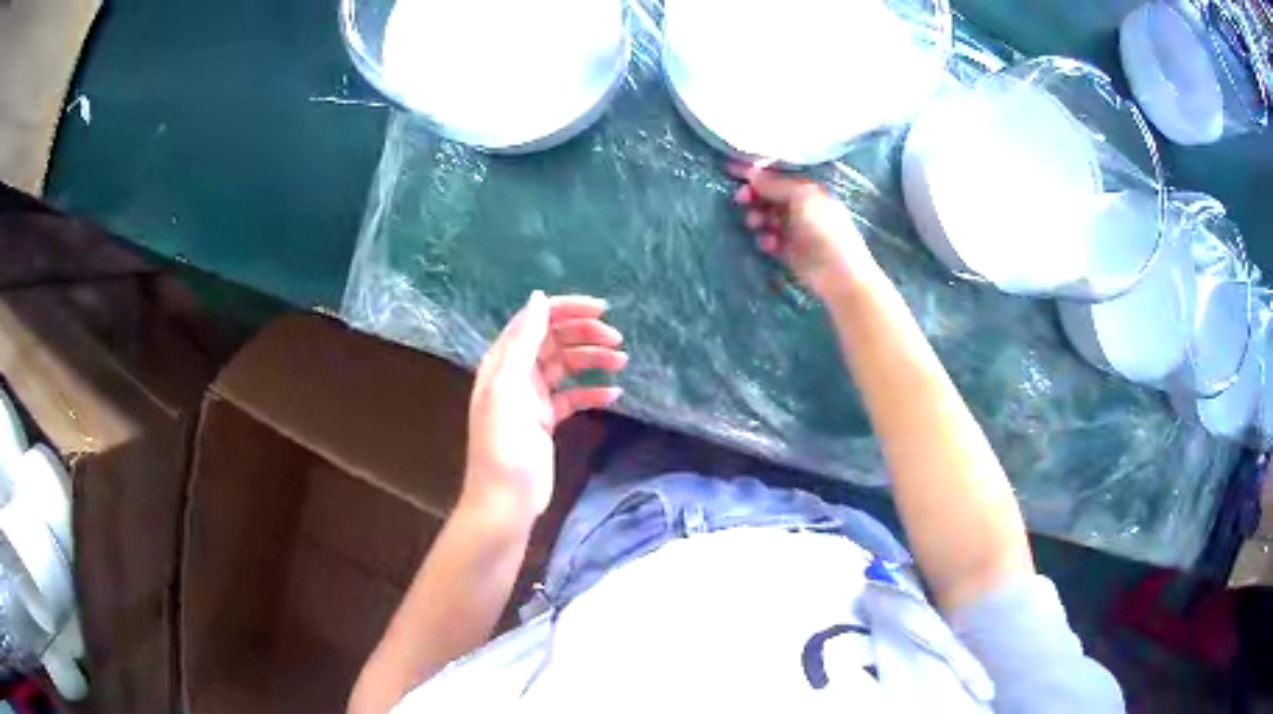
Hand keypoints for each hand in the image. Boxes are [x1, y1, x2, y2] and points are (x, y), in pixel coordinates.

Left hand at [463, 291, 626, 523]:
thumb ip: (524, 343)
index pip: (535, 320)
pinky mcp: (545, 421)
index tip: (602, 310)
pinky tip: (614, 395)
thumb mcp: (510, 389)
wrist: (505, 502)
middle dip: (585, 334)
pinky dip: (592, 392)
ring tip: (622, 361)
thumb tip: (538, 297)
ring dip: (593, 360)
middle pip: (553, 340)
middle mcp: (516, 374)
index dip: (566, 309)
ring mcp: (531, 398)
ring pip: (566, 366)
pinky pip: (572, 396)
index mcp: (503, 362)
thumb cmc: (504, 447)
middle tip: (617, 340)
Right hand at [730, 163, 878, 297]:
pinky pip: (769, 239)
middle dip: (754, 195)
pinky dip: (766, 240)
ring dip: (758, 218)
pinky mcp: (788, 251)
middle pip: (769, 195)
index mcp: (807, 189)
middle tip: (742, 199)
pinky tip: (771, 245)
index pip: (777, 176)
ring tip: (758, 224)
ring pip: (766, 217)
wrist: (839, 274)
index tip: (731, 170)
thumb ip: (776, 184)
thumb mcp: (803, 197)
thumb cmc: (825, 229)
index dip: (756, 173)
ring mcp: (794, 229)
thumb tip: (752, 173)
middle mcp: (800, 207)